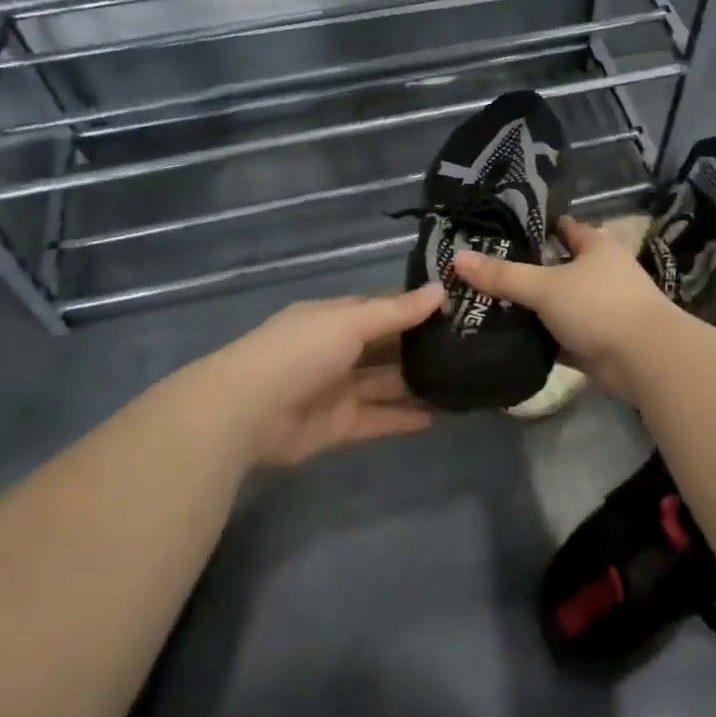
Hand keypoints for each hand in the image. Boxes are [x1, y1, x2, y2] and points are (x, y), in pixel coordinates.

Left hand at [213, 287, 444, 466]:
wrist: (249, 411)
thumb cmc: (301, 351)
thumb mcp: (351, 321)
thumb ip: (396, 311)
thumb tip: (440, 289)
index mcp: (333, 318)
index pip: (380, 309)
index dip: (413, 309)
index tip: (453, 309)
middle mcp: (336, 351)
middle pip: (385, 348)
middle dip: (418, 348)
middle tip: (466, 348)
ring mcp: (337, 389)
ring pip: (384, 384)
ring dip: (416, 384)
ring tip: (460, 382)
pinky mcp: (338, 426)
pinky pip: (378, 418)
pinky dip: (404, 418)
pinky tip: (438, 416)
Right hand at [450, 216, 672, 401]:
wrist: (644, 361)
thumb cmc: (599, 306)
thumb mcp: (545, 286)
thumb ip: (503, 275)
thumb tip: (457, 258)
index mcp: (596, 247)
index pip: (563, 227)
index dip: (534, 227)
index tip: (500, 230)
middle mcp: (601, 274)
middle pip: (557, 266)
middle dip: (526, 269)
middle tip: (483, 270)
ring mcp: (600, 309)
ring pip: (557, 303)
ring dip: (532, 307)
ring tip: (487, 303)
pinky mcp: (596, 342)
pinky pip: (560, 335)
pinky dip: (540, 337)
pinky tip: (509, 337)